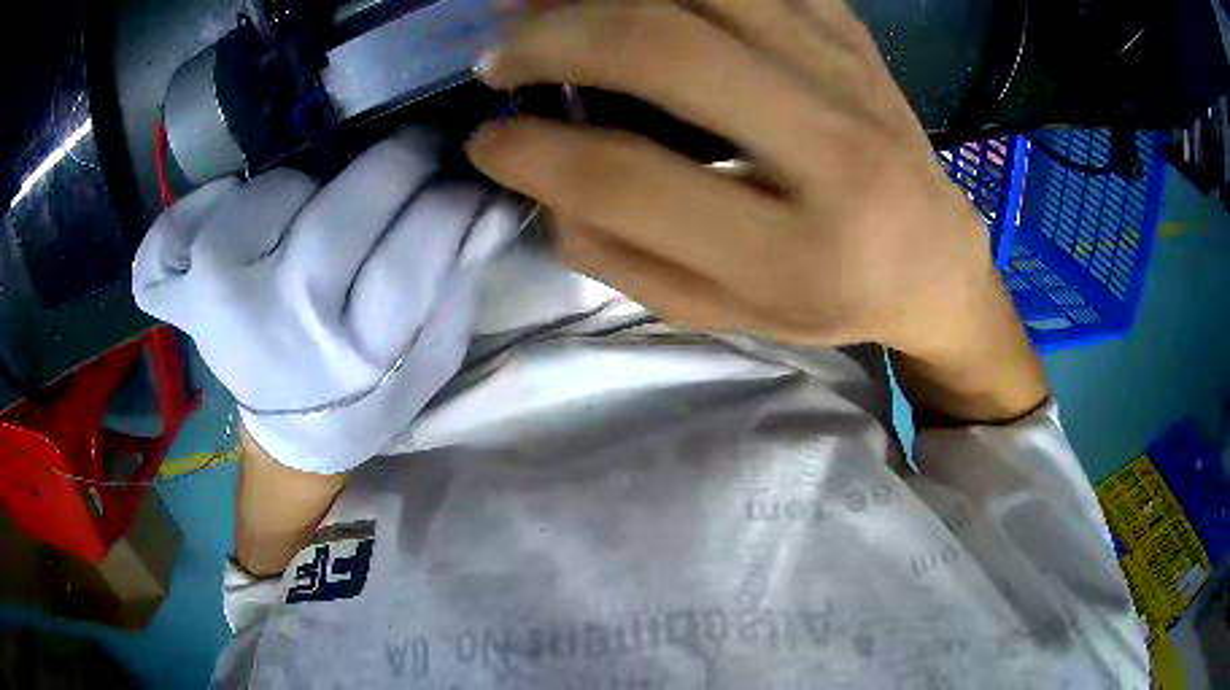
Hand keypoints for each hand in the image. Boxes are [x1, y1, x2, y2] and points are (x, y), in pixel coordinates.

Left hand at [134, 131, 517, 471]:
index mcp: (359, 351)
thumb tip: (489, 200)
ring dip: (312, 186)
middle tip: (417, 154)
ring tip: (319, 217)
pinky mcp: (184, 292)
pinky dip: (228, 202)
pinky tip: (248, 227)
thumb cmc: (368, 394)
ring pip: (280, 190)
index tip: (465, 175)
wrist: (292, 434)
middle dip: (400, 160)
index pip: (418, 242)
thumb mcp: (431, 353)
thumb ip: (459, 278)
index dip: (451, 194)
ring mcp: (221, 299)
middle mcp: (285, 321)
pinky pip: (204, 210)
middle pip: (346, 203)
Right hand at [467, 0, 1046, 422]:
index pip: (627, 178)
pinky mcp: (848, 30)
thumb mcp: (725, 311)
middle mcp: (831, 150)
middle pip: (662, 48)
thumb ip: (622, 255)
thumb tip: (540, 177)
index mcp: (795, 252)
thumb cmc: (830, 298)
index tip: (485, 142)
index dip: (530, 154)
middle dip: (549, 38)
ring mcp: (845, 72)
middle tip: (496, 56)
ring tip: (537, 6)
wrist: (934, 257)